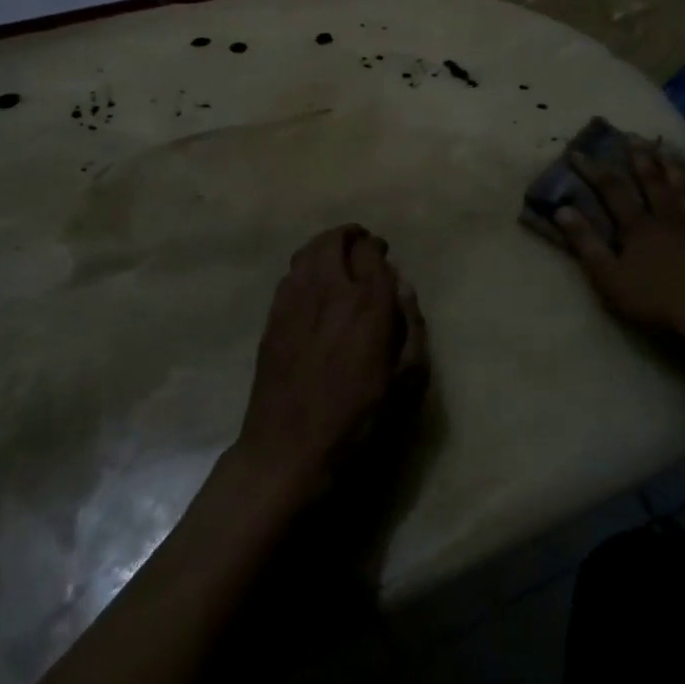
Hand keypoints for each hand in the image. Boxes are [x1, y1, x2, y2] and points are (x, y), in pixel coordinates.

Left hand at [235, 224, 427, 504]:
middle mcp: (330, 289)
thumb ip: (410, 327)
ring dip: (325, 246)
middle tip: (360, 248)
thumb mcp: (405, 380)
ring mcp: (296, 298)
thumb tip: (402, 289)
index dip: (377, 249)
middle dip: (351, 237)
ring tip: (336, 258)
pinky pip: (291, 273)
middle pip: (336, 240)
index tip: (382, 256)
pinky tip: (312, 284)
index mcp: (367, 303)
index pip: (370, 251)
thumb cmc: (356, 418)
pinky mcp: (273, 314)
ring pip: (309, 250)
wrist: (289, 446)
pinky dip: (305, 267)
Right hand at [555, 141, 684, 352]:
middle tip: (631, 136)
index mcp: (639, 226)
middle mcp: (669, 215)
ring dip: (673, 166)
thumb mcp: (611, 279)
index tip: (577, 152)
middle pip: (652, 180)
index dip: (593, 170)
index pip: (612, 189)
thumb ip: (586, 244)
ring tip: (666, 148)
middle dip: (639, 158)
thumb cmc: (659, 301)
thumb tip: (562, 210)